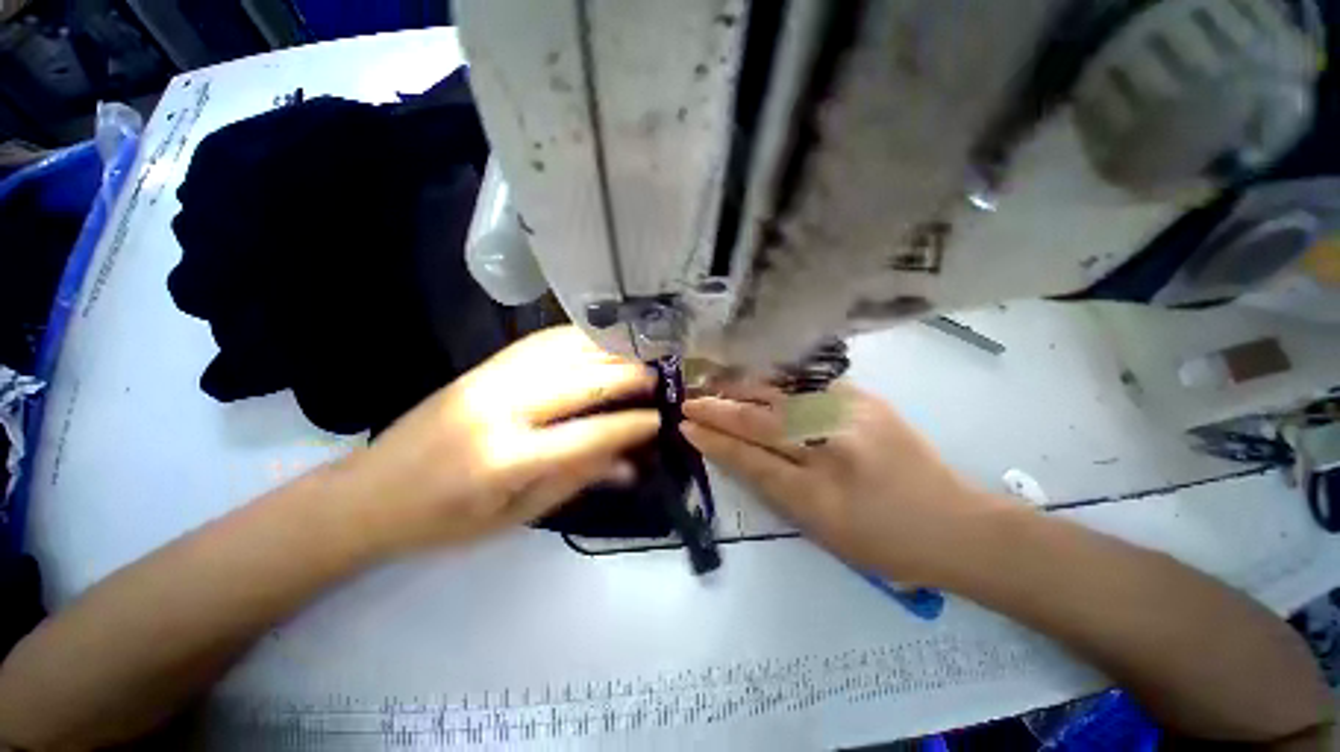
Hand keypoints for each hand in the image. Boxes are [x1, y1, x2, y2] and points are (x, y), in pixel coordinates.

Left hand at [335, 326, 659, 556]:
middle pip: (581, 380)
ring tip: (637, 355)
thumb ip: (575, 482)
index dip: (630, 426)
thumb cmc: (441, 523)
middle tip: (658, 378)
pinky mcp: (481, 367)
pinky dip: (576, 338)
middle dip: (627, 376)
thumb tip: (628, 464)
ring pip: (563, 351)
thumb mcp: (514, 519)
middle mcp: (500, 407)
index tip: (659, 420)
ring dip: (607, 350)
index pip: (588, 434)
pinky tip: (598, 341)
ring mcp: (488, 379)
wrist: (366, 495)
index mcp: (505, 460)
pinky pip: (539, 342)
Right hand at [682, 384, 1003, 583]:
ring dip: (741, 388)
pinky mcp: (865, 399)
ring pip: (780, 396)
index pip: (750, 459)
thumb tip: (735, 453)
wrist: (955, 524)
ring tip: (713, 384)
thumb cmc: (883, 543)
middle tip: (689, 401)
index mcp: (818, 495)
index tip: (686, 426)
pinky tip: (756, 378)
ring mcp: (850, 417)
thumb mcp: (820, 530)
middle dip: (718, 409)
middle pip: (761, 422)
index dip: (714, 441)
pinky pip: (808, 385)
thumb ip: (775, 489)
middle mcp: (832, 449)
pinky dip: (775, 382)